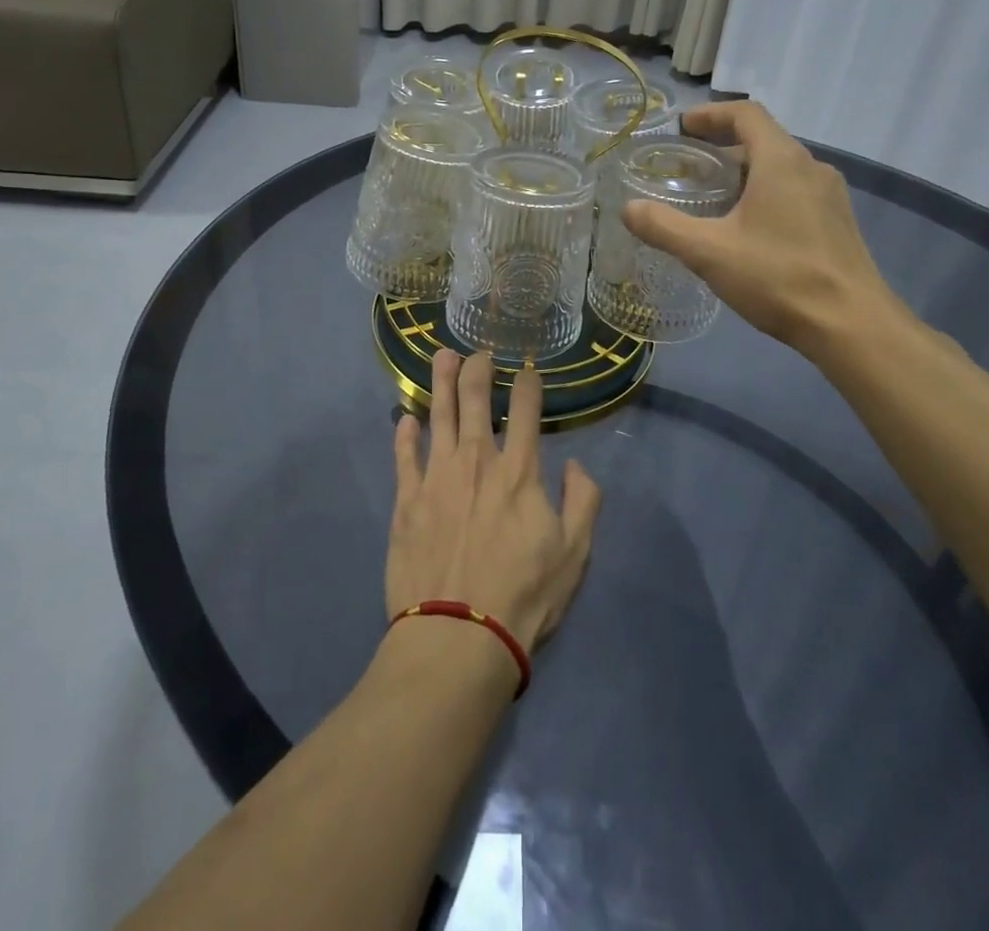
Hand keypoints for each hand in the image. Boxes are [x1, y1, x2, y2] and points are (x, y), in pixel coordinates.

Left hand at [387, 350, 600, 652]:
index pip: (527, 411)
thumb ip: (584, 502)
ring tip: (441, 357)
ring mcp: (437, 477)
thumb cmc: (524, 595)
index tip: (528, 369)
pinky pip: (404, 455)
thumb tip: (577, 465)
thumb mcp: (575, 553)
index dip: (529, 384)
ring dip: (441, 382)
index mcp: (519, 471)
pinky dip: (405, 433)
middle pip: (476, 400)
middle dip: (479, 369)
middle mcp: (477, 461)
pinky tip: (406, 418)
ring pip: (438, 415)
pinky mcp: (407, 500)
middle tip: (479, 353)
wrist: (458, 636)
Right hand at [621, 100, 899, 361]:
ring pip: (779, 168)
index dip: (711, 114)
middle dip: (721, 147)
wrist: (852, 325)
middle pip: (762, 140)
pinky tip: (745, 229)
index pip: (745, 114)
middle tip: (686, 169)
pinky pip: (794, 192)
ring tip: (711, 199)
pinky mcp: (836, 223)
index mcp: (781, 161)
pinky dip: (763, 194)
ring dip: (743, 173)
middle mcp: (811, 167)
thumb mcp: (709, 252)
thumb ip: (663, 227)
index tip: (682, 127)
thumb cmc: (778, 277)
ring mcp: (829, 196)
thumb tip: (628, 209)